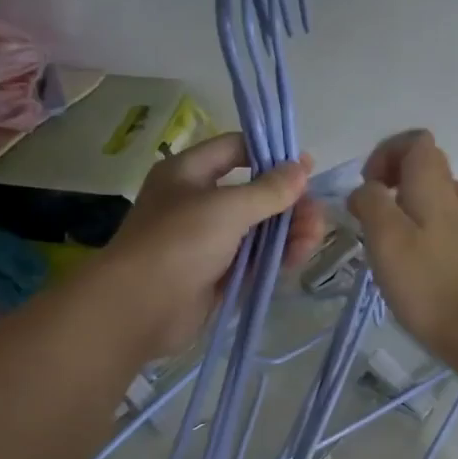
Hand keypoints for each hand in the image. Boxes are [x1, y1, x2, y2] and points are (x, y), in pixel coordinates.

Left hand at [97, 131, 326, 356]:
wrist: (140, 308)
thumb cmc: (179, 242)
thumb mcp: (227, 207)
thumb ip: (268, 190)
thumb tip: (301, 167)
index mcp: (188, 173)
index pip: (234, 150)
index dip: (270, 155)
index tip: (305, 168)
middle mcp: (197, 204)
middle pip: (252, 194)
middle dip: (287, 202)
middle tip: (316, 213)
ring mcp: (207, 243)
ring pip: (256, 231)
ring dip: (287, 231)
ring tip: (313, 237)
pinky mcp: (216, 277)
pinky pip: (252, 261)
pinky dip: (275, 257)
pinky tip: (298, 257)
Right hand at [348, 130, 457, 361]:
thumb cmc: (422, 280)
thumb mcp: (384, 234)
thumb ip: (369, 202)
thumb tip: (363, 192)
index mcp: (431, 185)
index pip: (416, 141)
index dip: (386, 152)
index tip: (367, 184)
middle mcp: (448, 196)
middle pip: (424, 162)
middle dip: (390, 173)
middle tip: (368, 203)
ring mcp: (455, 224)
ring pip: (429, 191)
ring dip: (400, 198)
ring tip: (379, 223)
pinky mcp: (454, 250)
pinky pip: (432, 218)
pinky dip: (411, 221)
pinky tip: (397, 248)